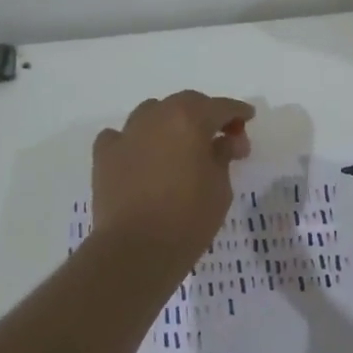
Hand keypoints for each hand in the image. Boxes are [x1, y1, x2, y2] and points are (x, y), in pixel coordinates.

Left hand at [92, 91, 253, 266]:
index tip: (248, 118)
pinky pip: (122, 136)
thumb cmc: (188, 218)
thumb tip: (226, 142)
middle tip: (220, 136)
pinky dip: (135, 140)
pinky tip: (142, 156)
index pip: (221, 107)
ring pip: (152, 113)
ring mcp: (127, 134)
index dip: (238, 112)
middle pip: (185, 103)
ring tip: (180, 144)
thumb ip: (224, 156)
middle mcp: (156, 117)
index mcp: (190, 120)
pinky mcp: (104, 155)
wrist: (136, 249)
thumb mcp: (220, 187)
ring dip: (170, 122)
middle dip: (205, 114)